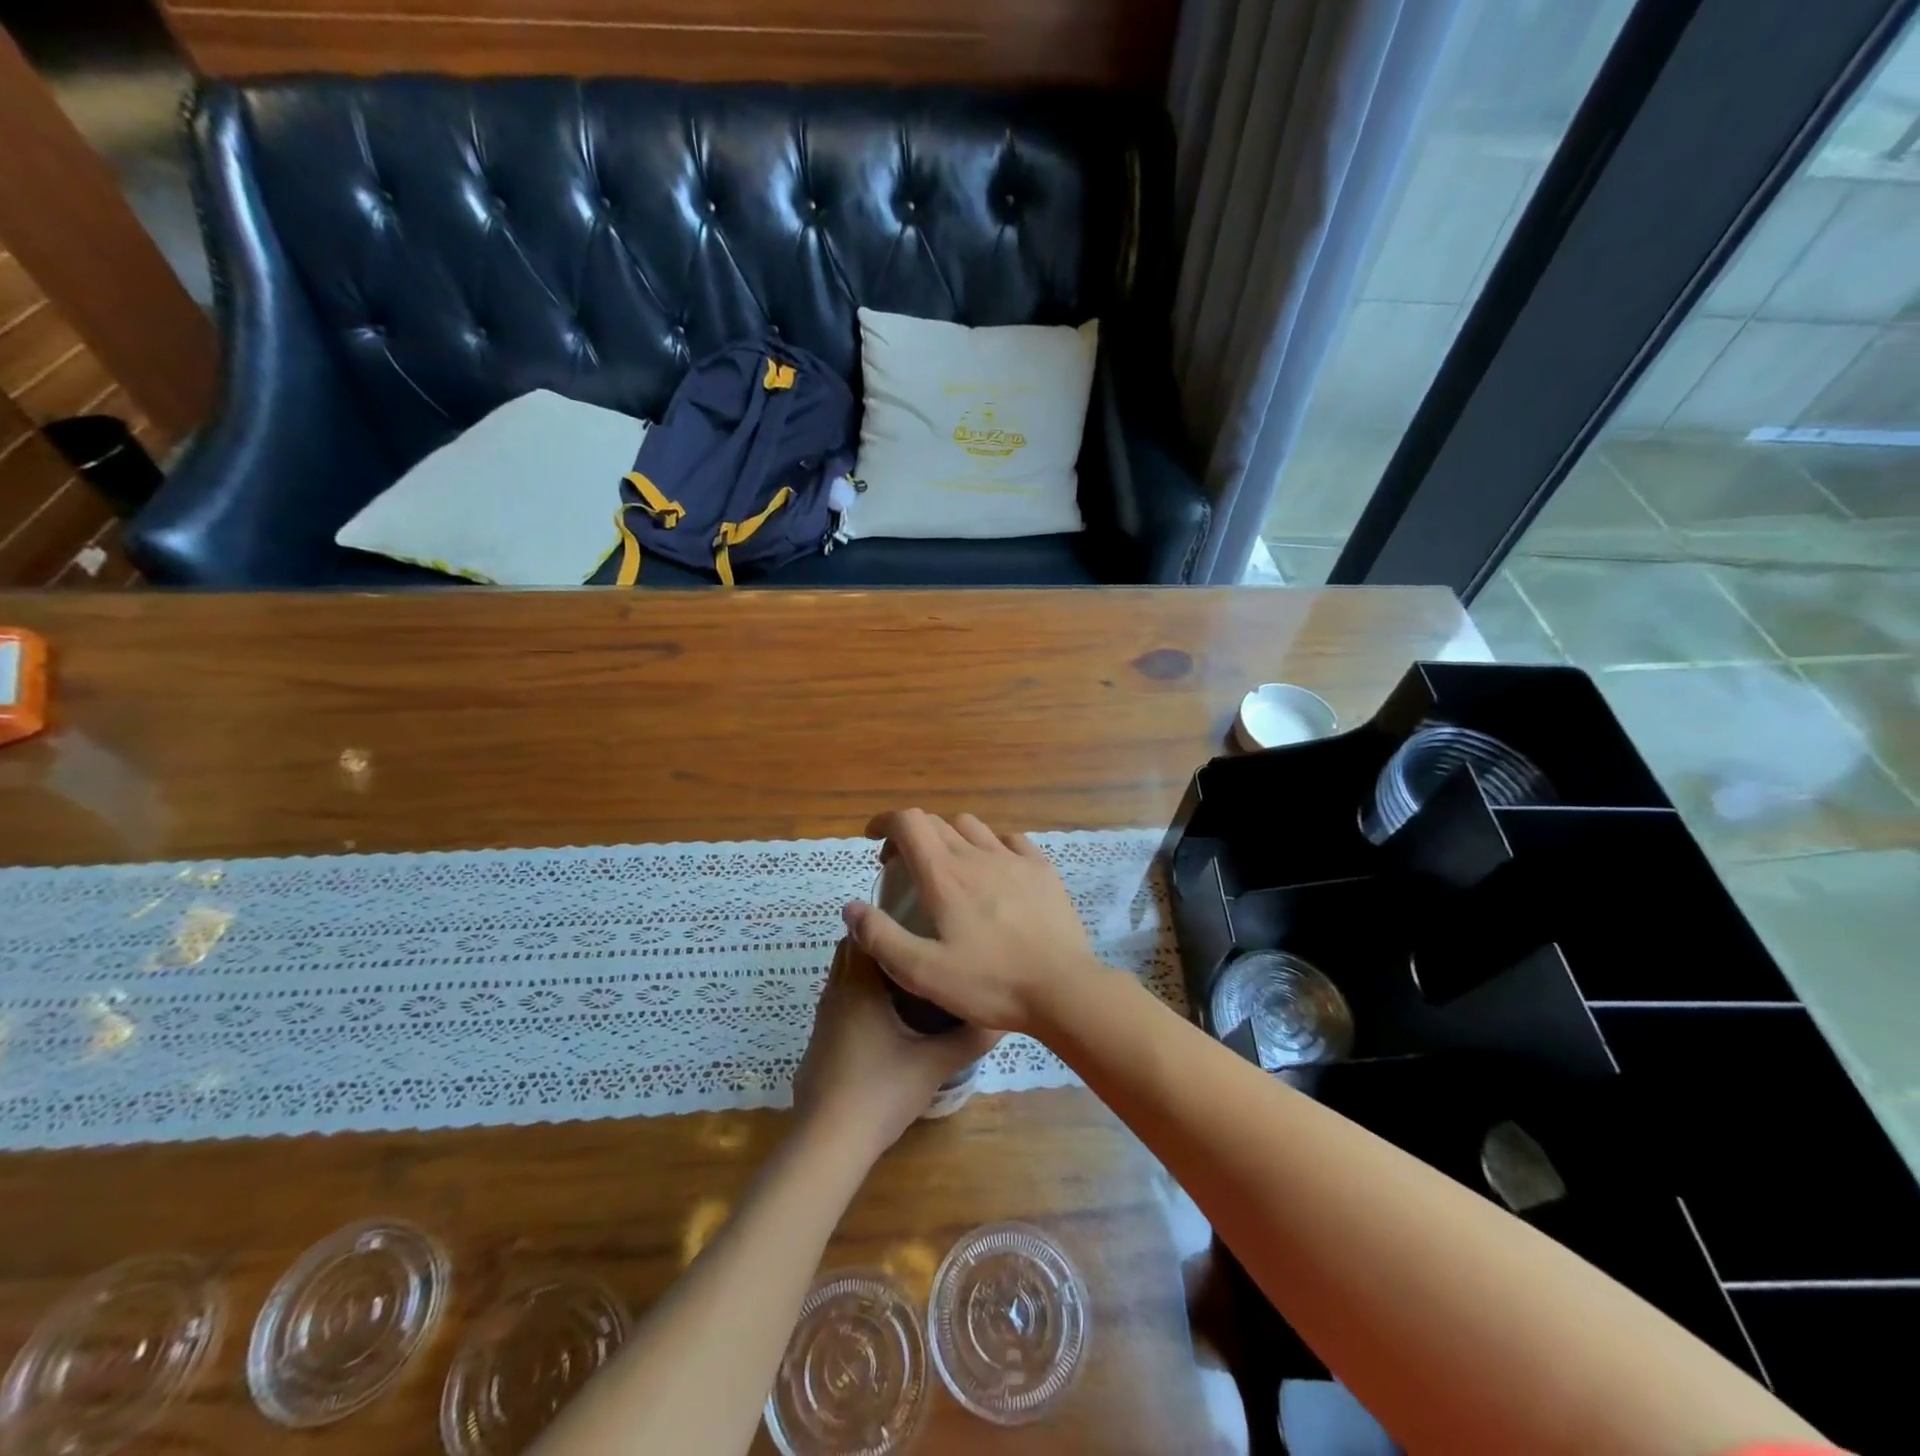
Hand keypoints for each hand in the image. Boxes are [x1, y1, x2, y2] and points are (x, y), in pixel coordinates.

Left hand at [792, 939, 998, 1156]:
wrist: (829, 1143)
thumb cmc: (881, 1091)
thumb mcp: (934, 1063)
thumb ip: (969, 1038)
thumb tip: (1001, 1019)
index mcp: (858, 986)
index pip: (863, 932)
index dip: (887, 920)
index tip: (919, 919)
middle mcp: (835, 994)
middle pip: (851, 951)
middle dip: (880, 944)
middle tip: (920, 948)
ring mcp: (822, 1020)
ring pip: (843, 979)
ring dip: (869, 973)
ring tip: (909, 980)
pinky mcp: (819, 1044)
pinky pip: (839, 1004)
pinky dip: (859, 999)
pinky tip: (887, 1021)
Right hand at [841, 809, 1099, 1035]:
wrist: (1063, 989)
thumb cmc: (990, 983)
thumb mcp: (923, 972)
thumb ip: (881, 938)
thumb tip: (851, 907)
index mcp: (945, 876)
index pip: (909, 822)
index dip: (886, 822)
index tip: (874, 839)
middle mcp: (977, 855)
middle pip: (936, 823)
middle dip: (911, 835)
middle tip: (903, 867)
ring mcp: (1014, 859)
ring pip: (972, 826)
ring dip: (949, 837)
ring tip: (947, 867)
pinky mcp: (1042, 870)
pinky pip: (1010, 840)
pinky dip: (990, 844)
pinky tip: (993, 869)